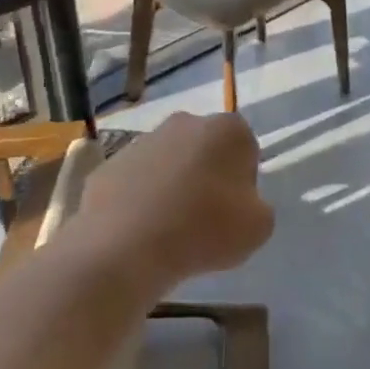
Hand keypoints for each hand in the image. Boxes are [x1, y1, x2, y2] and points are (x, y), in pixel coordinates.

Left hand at [79, 113, 273, 290]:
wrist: (124, 247)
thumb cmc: (204, 230)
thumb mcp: (259, 227)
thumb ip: (257, 207)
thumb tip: (238, 204)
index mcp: (228, 129)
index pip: (246, 150)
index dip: (243, 182)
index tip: (234, 211)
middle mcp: (186, 122)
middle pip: (206, 150)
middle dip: (207, 177)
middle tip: (204, 219)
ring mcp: (143, 140)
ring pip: (170, 163)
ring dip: (173, 187)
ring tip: (169, 230)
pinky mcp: (110, 162)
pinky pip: (137, 181)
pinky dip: (140, 199)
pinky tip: (140, 231)